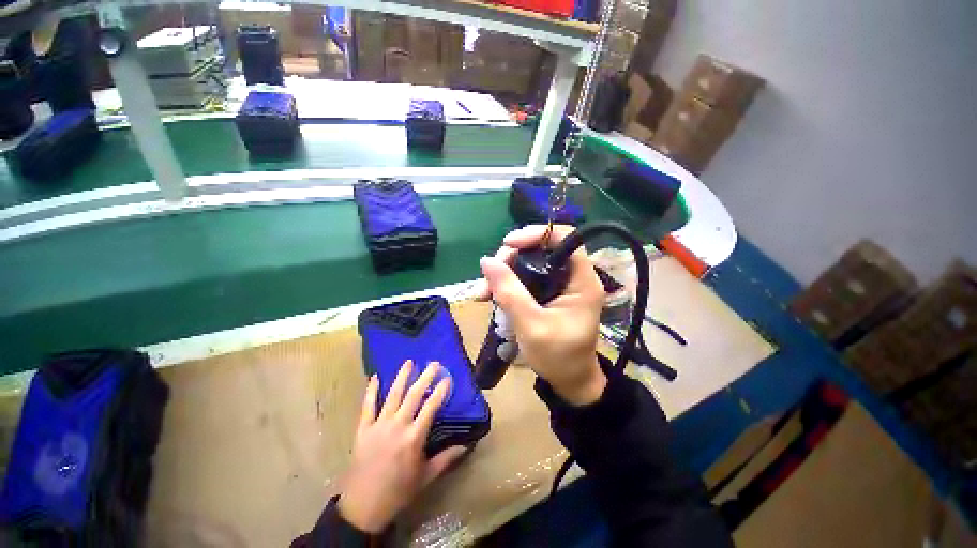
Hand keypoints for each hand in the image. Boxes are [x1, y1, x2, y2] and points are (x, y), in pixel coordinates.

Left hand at [338, 361, 466, 533]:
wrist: (363, 507)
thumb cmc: (398, 491)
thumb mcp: (426, 476)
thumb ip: (446, 458)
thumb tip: (466, 445)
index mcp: (414, 438)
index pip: (431, 407)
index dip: (440, 390)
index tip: (447, 378)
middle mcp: (398, 426)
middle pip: (414, 395)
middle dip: (425, 377)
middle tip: (434, 363)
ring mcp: (379, 425)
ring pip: (392, 395)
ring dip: (401, 377)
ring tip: (409, 362)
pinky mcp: (363, 429)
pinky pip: (367, 406)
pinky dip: (371, 390)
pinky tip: (375, 377)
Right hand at [477, 225, 606, 405]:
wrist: (568, 382)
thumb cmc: (558, 357)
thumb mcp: (532, 326)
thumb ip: (510, 293)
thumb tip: (486, 261)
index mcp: (582, 280)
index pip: (564, 238)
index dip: (536, 234)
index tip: (508, 245)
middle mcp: (572, 276)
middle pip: (540, 249)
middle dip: (510, 259)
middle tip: (488, 278)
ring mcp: (558, 284)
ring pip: (527, 263)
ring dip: (503, 273)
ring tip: (482, 293)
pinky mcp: (546, 293)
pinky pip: (523, 278)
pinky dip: (505, 284)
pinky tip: (489, 296)